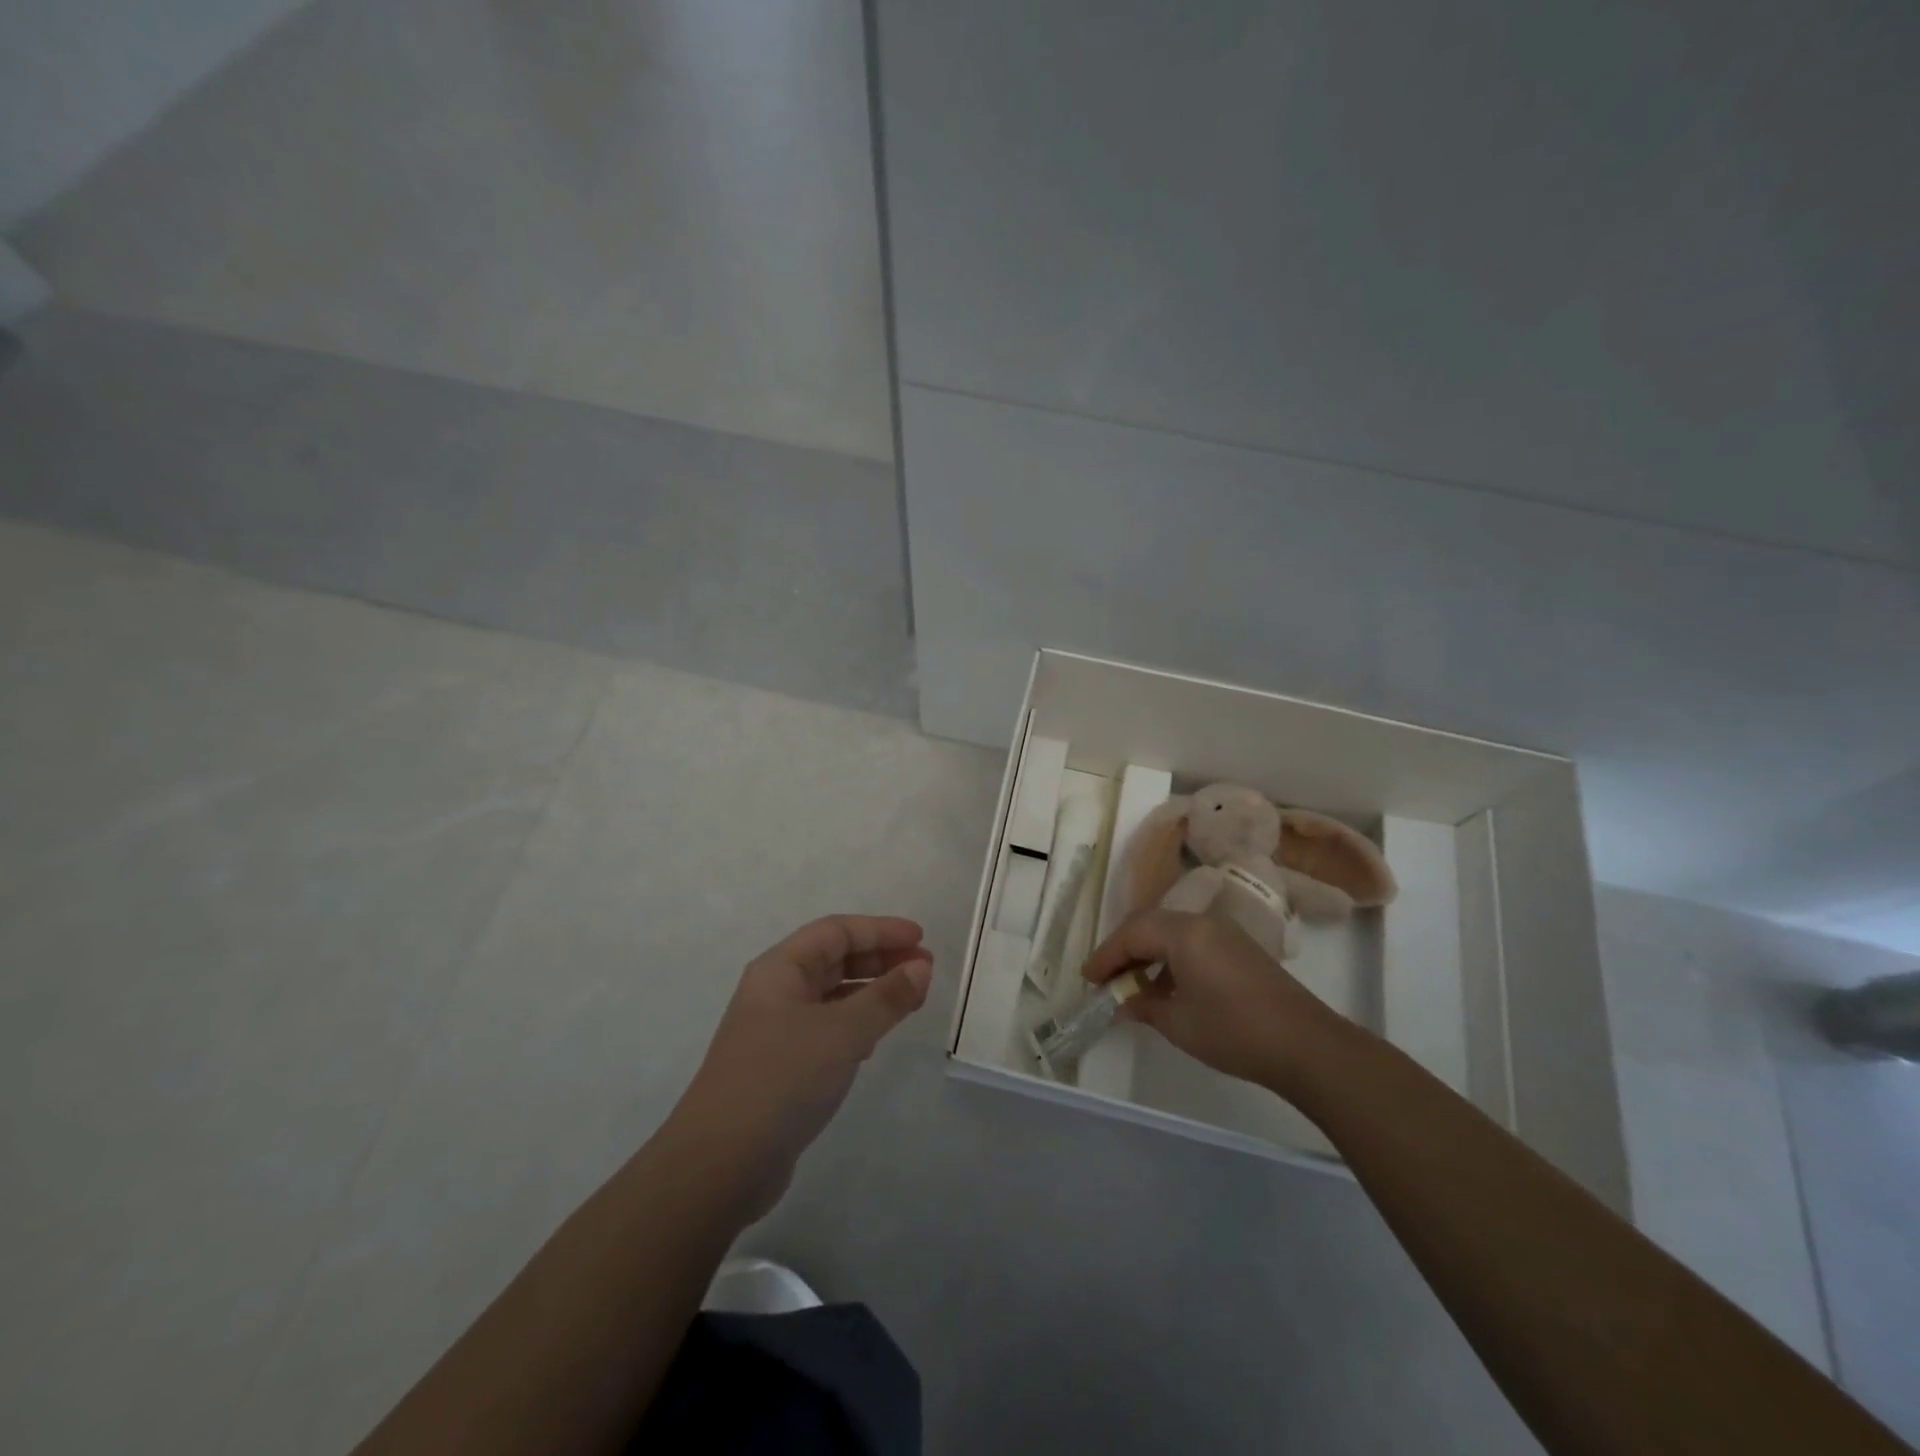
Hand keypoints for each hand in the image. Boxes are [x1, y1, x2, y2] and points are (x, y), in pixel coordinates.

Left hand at [671, 915, 932, 1219]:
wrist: (720, 1164)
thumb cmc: (781, 1080)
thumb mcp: (842, 1033)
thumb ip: (885, 998)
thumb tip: (921, 968)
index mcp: (780, 969)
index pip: (836, 931)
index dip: (880, 930)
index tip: (921, 939)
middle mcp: (776, 991)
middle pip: (834, 959)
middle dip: (880, 959)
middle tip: (924, 970)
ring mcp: (776, 1030)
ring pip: (832, 995)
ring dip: (872, 992)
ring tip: (912, 1000)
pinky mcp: (781, 1065)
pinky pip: (827, 1028)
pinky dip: (856, 1024)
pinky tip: (877, 1039)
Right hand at [1082, 908, 1338, 1090]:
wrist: (1306, 1045)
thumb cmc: (1234, 1031)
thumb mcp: (1179, 1023)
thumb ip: (1144, 1007)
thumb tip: (1124, 1003)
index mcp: (1184, 932)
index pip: (1132, 934)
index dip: (1106, 956)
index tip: (1088, 979)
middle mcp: (1202, 922)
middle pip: (1150, 925)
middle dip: (1124, 950)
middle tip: (1104, 978)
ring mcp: (1225, 933)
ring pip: (1171, 932)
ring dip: (1147, 953)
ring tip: (1131, 984)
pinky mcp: (1240, 949)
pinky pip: (1192, 942)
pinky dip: (1171, 958)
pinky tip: (1166, 987)